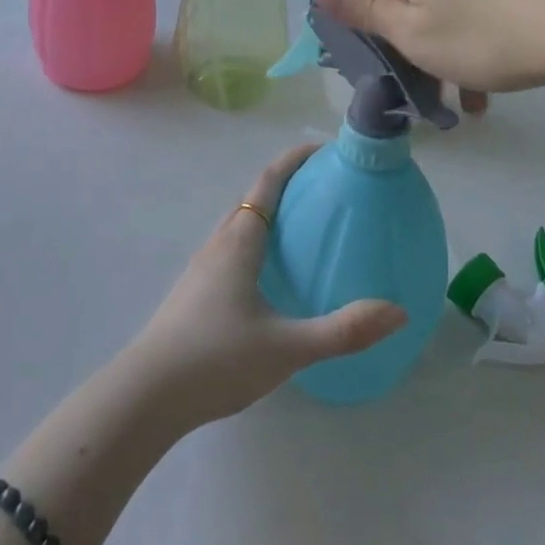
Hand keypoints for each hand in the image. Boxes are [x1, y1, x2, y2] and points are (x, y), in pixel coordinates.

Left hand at [121, 145, 405, 431]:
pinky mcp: (194, 292)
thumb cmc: (217, 359)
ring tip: (301, 229)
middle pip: (253, 199)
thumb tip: (397, 312)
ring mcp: (201, 268)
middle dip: (285, 185)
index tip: (322, 149)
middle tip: (323, 189)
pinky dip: (255, 243)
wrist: (147, 395)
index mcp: (239, 241)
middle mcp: (218, 244)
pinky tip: (269, 278)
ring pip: (238, 226)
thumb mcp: (287, 347)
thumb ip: (343, 330)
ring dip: (268, 214)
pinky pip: (230, 250)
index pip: (268, 183)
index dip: (293, 160)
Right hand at [315, 0, 544, 102]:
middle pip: (408, 2)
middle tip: (429, 92)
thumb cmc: (483, 35)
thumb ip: (364, 10)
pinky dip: (478, 41)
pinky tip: (496, 78)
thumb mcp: (413, 33)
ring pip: (446, 10)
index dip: (369, 37)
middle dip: (413, 49)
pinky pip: (479, 7)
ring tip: (469, 99)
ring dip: (448, 54)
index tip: (386, 74)